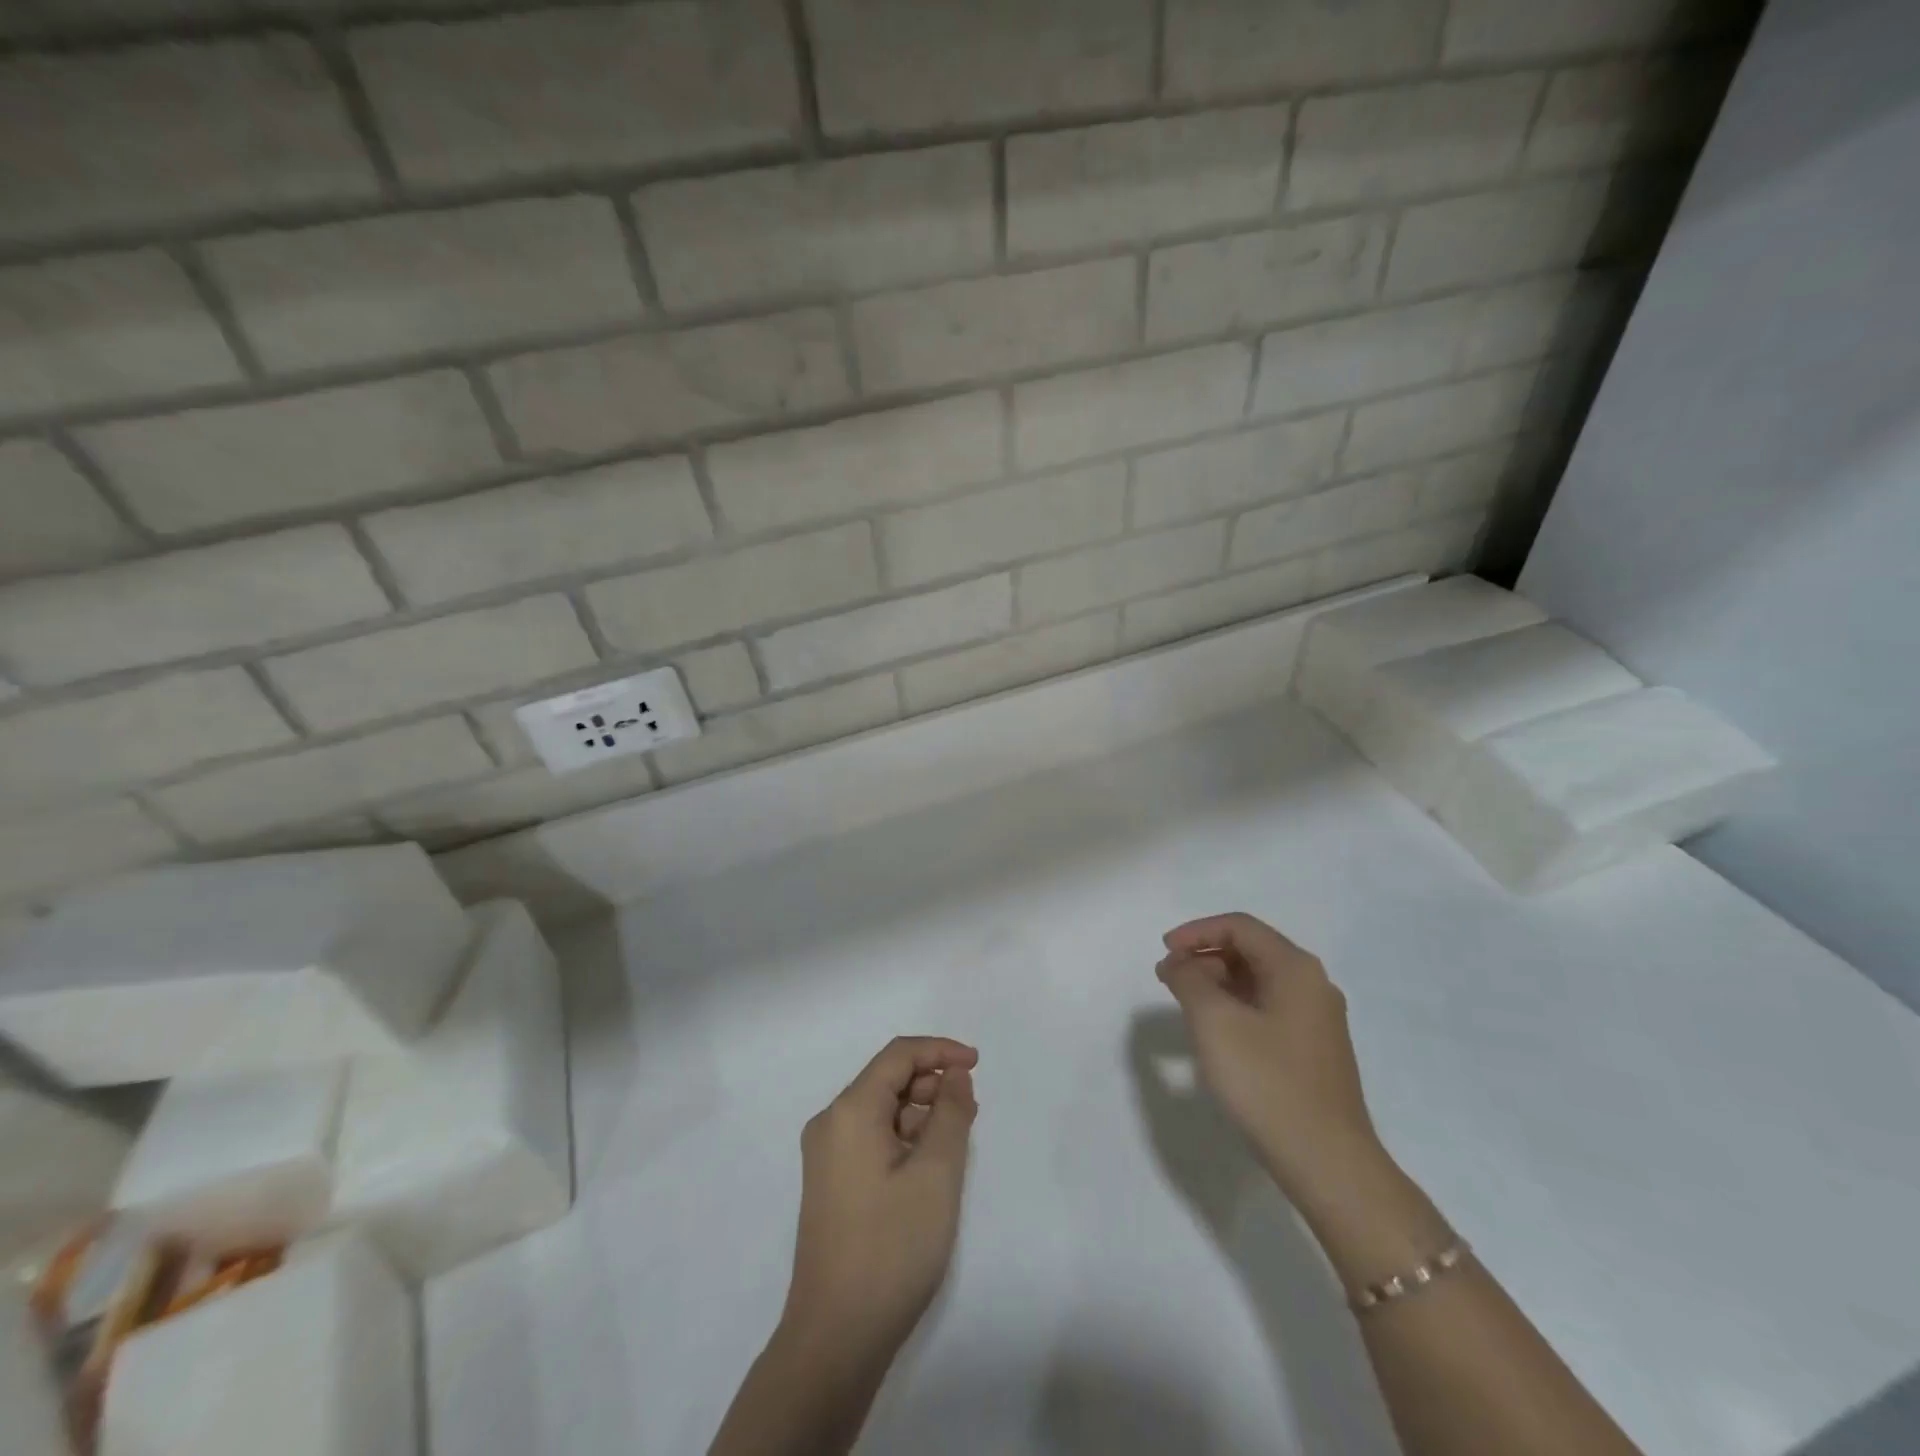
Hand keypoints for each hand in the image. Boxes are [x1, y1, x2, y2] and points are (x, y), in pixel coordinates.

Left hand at [781, 1036, 978, 1363]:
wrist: (835, 1338)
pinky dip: (904, 1138)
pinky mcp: (831, 1185)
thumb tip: (954, 1075)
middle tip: (971, 1110)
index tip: (977, 1065)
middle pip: (887, 1080)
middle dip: (932, 1083)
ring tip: (957, 1140)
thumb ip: (950, 1113)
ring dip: (920, 1113)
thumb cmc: (891, 1247)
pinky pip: (872, 1138)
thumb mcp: (936, 1174)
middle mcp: (831, 1124)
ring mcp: (826, 1157)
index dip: (940, 1051)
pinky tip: (930, 1167)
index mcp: (849, 1111)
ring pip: (881, 1111)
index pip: (898, 1056)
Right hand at [1156, 913, 1382, 1206]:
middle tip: (1168, 978)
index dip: (1196, 932)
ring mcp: (1316, 1020)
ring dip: (1217, 982)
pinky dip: (1234, 1007)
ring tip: (1184, 1003)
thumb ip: (1189, 980)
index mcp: (1295, 969)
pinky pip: (1267, 1009)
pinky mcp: (1312, 1050)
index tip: (1163, 952)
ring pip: (1258, 981)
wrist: (1328, 1163)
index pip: (1239, 927)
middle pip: (1250, 950)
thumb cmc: (1268, 1083)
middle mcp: (1312, 985)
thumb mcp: (1215, 1023)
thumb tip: (1179, 963)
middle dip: (1204, 956)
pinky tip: (1215, 1032)